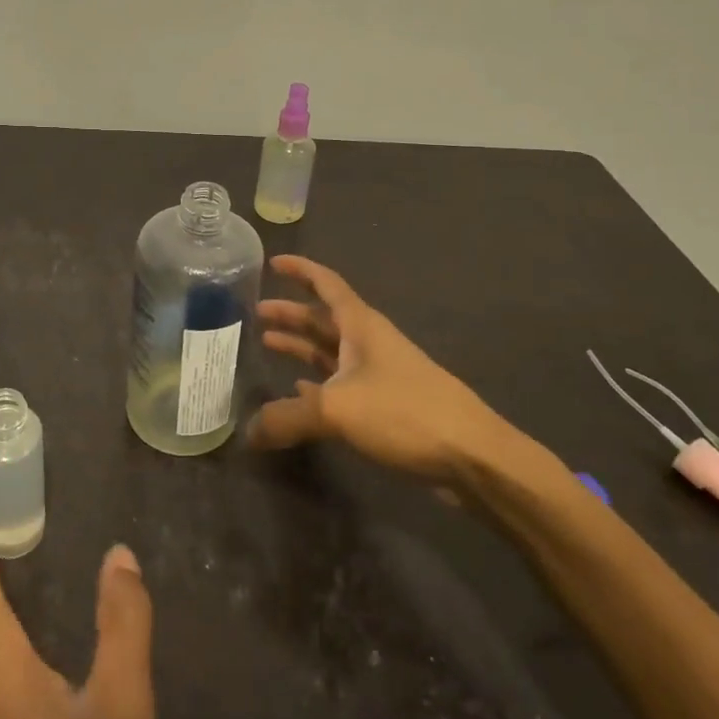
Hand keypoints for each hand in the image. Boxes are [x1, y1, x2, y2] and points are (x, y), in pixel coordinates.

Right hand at [250, 256, 520, 483]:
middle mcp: (369, 343)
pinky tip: (296, 390)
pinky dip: (316, 382)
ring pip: (331, 351)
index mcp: (362, 326)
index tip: (273, 262)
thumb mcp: (337, 408)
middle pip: (324, 319)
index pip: (327, 284)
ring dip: (300, 346)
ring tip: (266, 343)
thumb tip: (248, 432)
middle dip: (292, 312)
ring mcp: (379, 375)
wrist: (470, 455)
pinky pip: (340, 385)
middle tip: (256, 312)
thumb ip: (288, 416)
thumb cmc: (405, 412)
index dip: (301, 270)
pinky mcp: (385, 406)